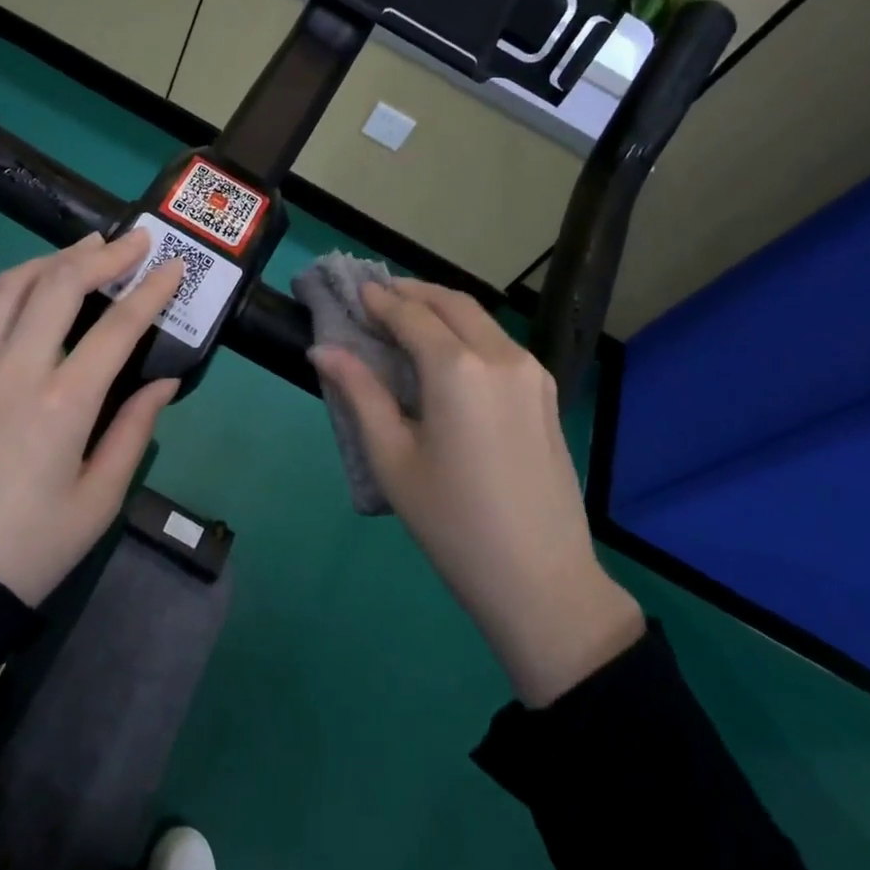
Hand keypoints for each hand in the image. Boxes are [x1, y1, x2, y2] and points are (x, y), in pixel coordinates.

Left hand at [0, 230, 183, 605]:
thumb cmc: (30, 548)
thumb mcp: (98, 500)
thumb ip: (133, 431)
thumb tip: (163, 381)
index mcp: (62, 404)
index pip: (116, 328)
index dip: (150, 291)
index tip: (172, 266)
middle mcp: (15, 371)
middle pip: (57, 285)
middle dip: (101, 254)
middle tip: (134, 239)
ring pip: (10, 288)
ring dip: (52, 259)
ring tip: (84, 250)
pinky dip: (16, 289)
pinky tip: (34, 294)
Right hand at [310, 280, 644, 705]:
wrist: (540, 578)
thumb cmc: (452, 521)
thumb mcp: (392, 458)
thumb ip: (359, 393)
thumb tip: (322, 351)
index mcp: (458, 368)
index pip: (411, 313)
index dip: (379, 299)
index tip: (353, 291)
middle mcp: (500, 355)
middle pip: (451, 303)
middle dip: (412, 292)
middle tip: (377, 298)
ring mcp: (531, 372)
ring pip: (481, 319)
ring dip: (441, 309)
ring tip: (406, 320)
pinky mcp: (546, 393)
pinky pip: (499, 344)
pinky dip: (467, 332)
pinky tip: (446, 354)